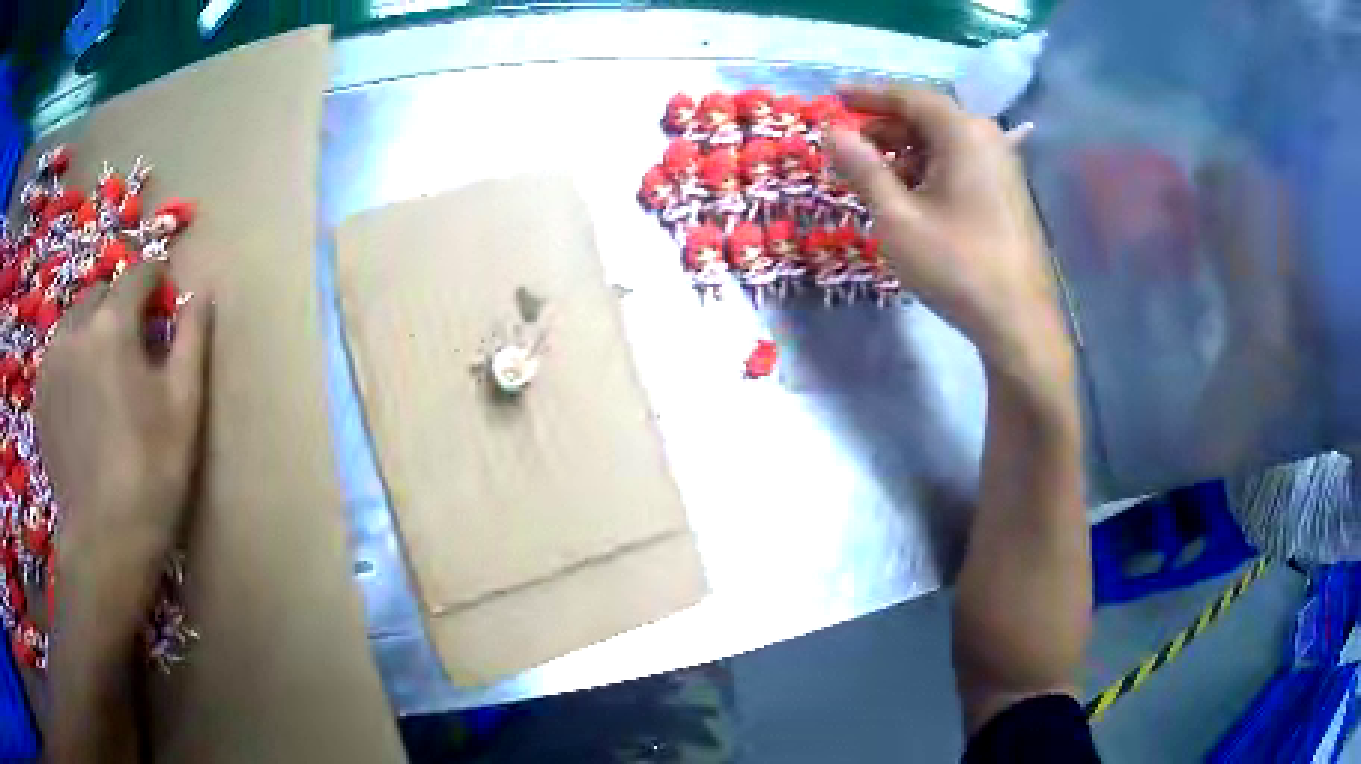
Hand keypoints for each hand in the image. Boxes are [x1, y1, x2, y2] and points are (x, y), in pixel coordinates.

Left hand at [36, 260, 210, 593]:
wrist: (103, 541)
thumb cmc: (151, 472)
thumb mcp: (184, 405)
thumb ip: (191, 338)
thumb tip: (202, 291)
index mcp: (112, 324)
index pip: (137, 273)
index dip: (155, 277)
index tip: (165, 292)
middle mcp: (75, 329)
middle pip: (100, 291)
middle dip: (119, 303)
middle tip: (134, 342)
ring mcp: (51, 362)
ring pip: (74, 320)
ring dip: (92, 329)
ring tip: (105, 369)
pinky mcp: (40, 394)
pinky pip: (57, 354)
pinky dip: (72, 358)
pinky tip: (82, 397)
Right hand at [827, 84, 1072, 388]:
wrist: (1018, 322)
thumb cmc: (956, 265)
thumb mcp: (897, 217)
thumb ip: (863, 168)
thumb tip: (831, 131)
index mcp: (964, 133)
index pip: (909, 96)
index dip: (868, 94)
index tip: (833, 97)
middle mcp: (987, 139)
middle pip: (928, 117)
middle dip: (885, 127)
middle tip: (849, 147)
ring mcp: (1002, 168)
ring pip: (944, 143)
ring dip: (905, 152)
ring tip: (874, 179)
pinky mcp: (1007, 194)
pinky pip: (961, 165)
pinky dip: (929, 170)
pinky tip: (910, 198)